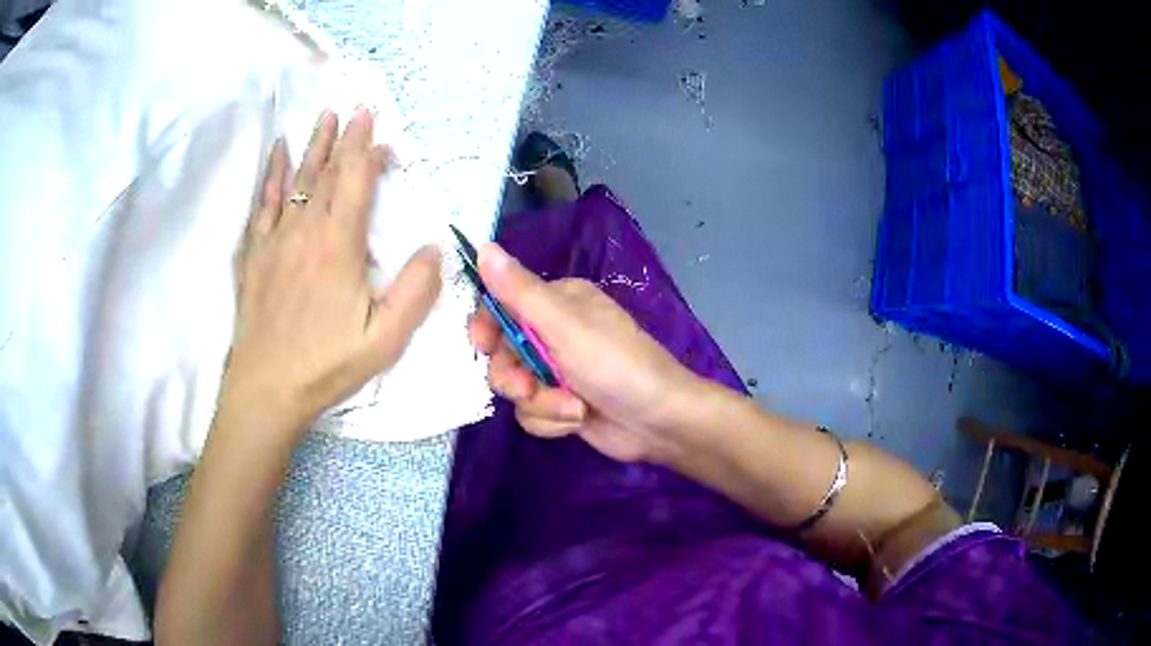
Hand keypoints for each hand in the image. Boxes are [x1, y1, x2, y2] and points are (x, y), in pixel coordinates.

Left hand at [225, 108, 441, 437]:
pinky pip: (264, 203)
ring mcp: (275, 239)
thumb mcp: (384, 340)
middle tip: (353, 108)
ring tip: (322, 117)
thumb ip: (415, 292)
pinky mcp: (255, 254)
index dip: (368, 150)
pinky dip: (272, 175)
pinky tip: (277, 155)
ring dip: (312, 146)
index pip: (357, 181)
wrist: (266, 388)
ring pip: (297, 180)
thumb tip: (435, 247)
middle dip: (343, 138)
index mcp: (339, 246)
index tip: (377, 127)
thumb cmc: (326, 365)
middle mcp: (306, 231)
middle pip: (327, 173)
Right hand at [468, 243, 705, 463]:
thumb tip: (484, 246)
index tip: (481, 346)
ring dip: (542, 403)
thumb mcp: (564, 325)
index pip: (501, 305)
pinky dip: (552, 420)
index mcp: (556, 302)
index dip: (485, 327)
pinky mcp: (561, 403)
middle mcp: (552, 333)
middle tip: (529, 388)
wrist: (658, 421)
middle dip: (515, 378)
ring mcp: (556, 371)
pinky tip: (578, 420)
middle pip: (501, 353)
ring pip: (515, 388)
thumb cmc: (615, 364)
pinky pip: (531, 412)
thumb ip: (519, 291)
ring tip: (574, 408)